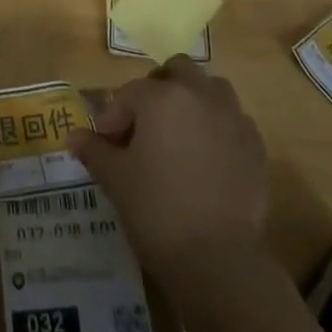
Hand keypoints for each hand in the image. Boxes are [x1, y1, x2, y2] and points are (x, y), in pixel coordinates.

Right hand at [69, 57, 274, 284]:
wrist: (218, 260)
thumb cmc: (157, 210)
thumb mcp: (115, 179)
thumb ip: (95, 150)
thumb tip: (75, 137)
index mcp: (163, 97)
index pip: (129, 93)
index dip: (113, 116)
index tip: (106, 143)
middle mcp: (201, 96)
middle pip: (178, 71)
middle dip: (159, 89)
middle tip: (144, 123)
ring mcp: (234, 119)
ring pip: (212, 89)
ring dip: (193, 101)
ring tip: (178, 135)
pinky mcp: (256, 147)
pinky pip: (234, 121)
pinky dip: (218, 128)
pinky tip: (206, 160)